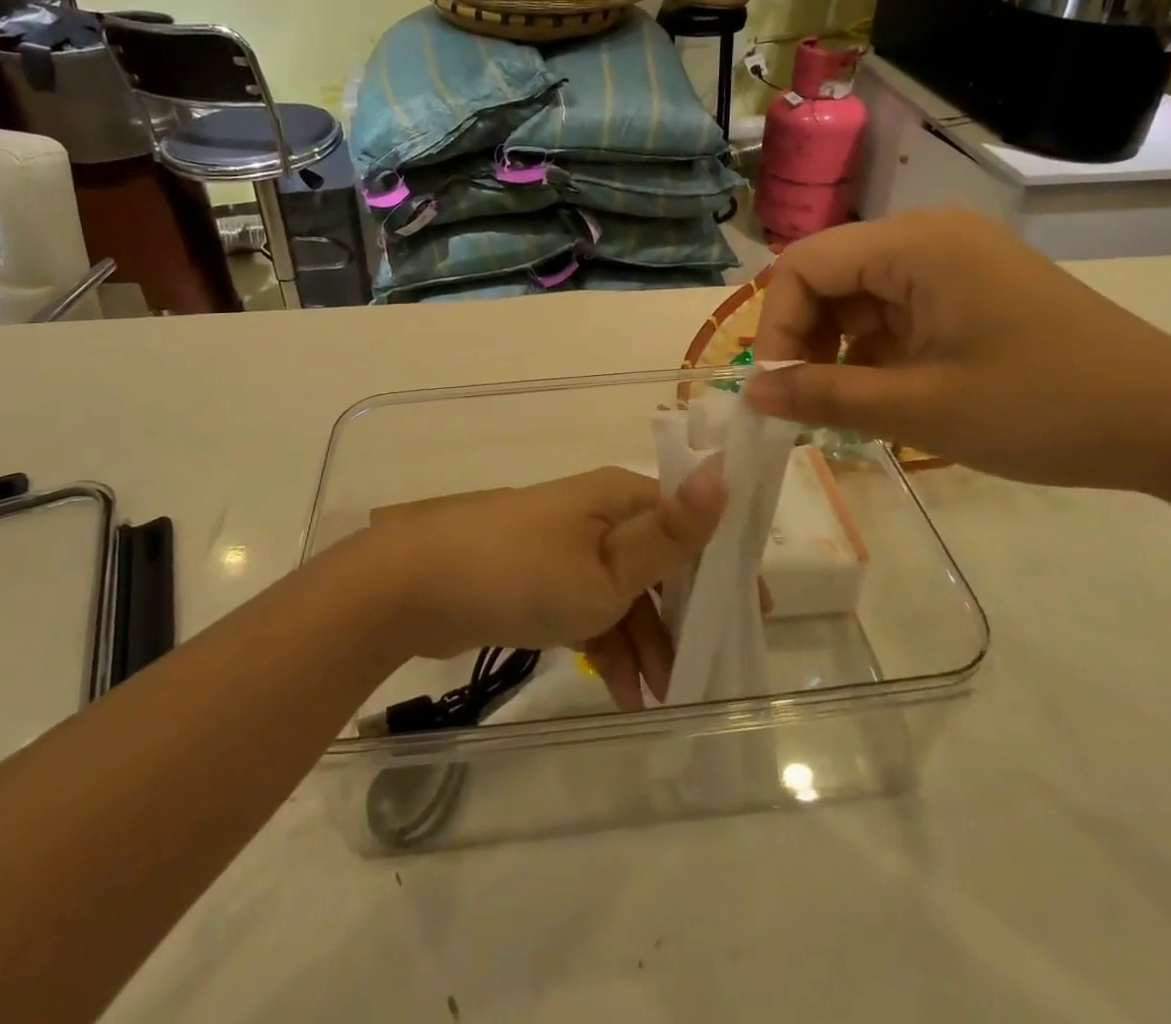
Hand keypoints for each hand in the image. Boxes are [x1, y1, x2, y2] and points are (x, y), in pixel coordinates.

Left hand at [360, 464, 725, 706]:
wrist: (417, 587)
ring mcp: (567, 545)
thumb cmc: (524, 574)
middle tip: (710, 669)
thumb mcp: (608, 569)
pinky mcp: (542, 576)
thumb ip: (670, 536)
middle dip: (685, 616)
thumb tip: (725, 473)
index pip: (690, 522)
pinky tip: (625, 694)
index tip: (753, 616)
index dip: (724, 566)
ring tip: (665, 697)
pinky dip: (609, 644)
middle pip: (660, 561)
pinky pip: (590, 607)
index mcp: (620, 497)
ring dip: (647, 641)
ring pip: (626, 591)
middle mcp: (599, 514)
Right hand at [745, 209, 1170, 492]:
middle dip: (807, 340)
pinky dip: (877, 353)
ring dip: (840, 351)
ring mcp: (954, 263)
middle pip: (829, 277)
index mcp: (916, 244)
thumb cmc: (1044, 409)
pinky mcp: (972, 291)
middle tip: (806, 405)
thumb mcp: (920, 408)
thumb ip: (824, 396)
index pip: (804, 265)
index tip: (778, 390)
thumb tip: (750, 394)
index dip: (777, 327)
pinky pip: (897, 313)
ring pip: (860, 299)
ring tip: (847, 409)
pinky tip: (886, 397)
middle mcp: (929, 237)